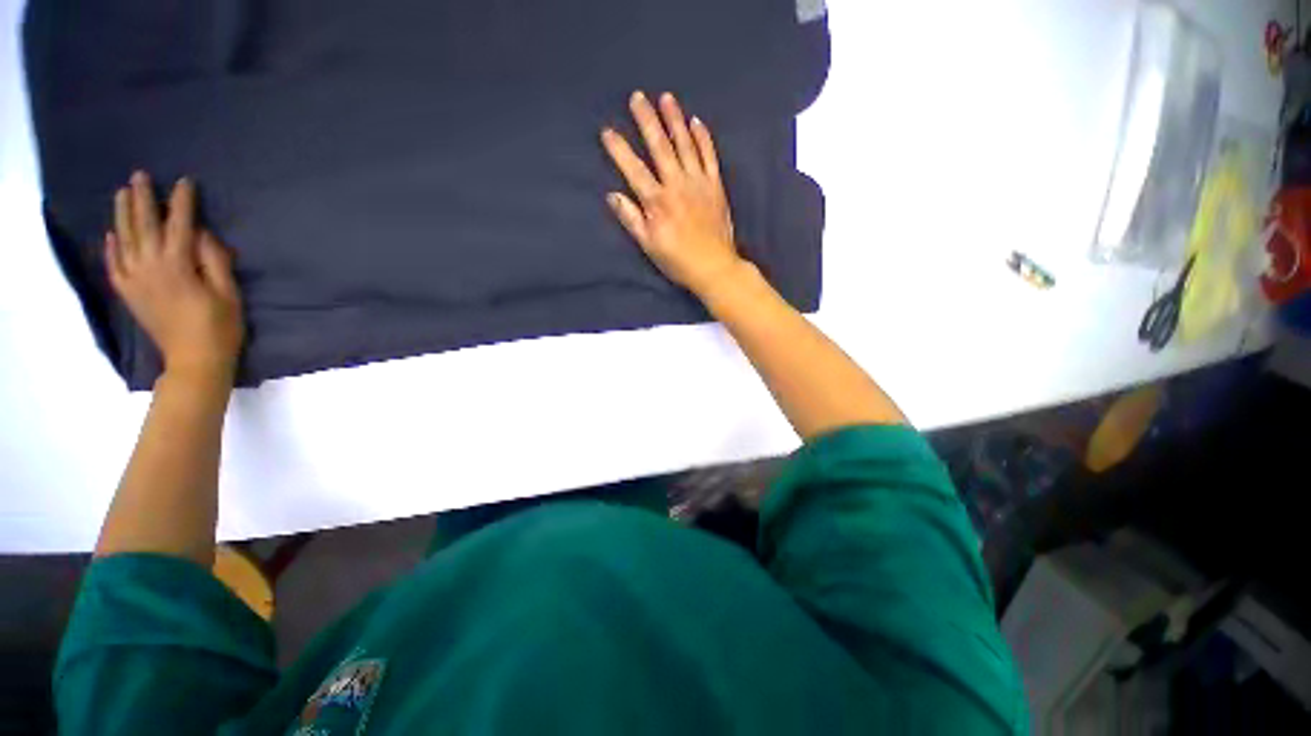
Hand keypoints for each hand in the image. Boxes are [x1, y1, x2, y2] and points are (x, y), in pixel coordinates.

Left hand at [106, 171, 243, 383]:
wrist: (194, 361)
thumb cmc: (220, 327)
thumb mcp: (228, 293)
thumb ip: (214, 261)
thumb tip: (202, 234)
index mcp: (178, 266)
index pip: (179, 225)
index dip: (182, 202)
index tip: (185, 182)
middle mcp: (150, 267)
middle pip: (144, 226)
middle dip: (143, 199)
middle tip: (140, 176)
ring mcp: (135, 280)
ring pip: (124, 239)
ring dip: (122, 214)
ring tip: (123, 193)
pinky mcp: (129, 293)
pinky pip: (114, 265)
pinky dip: (111, 247)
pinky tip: (112, 234)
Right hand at [601, 91, 743, 296]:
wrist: (714, 267)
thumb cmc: (677, 260)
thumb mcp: (649, 245)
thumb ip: (631, 219)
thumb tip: (613, 195)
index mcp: (657, 202)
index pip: (634, 169)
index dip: (619, 149)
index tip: (608, 131)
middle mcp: (677, 185)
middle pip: (660, 147)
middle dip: (647, 120)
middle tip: (637, 97)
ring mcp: (699, 183)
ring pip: (685, 144)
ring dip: (674, 120)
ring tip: (666, 98)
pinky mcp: (716, 186)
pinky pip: (709, 155)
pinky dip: (703, 137)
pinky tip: (696, 122)